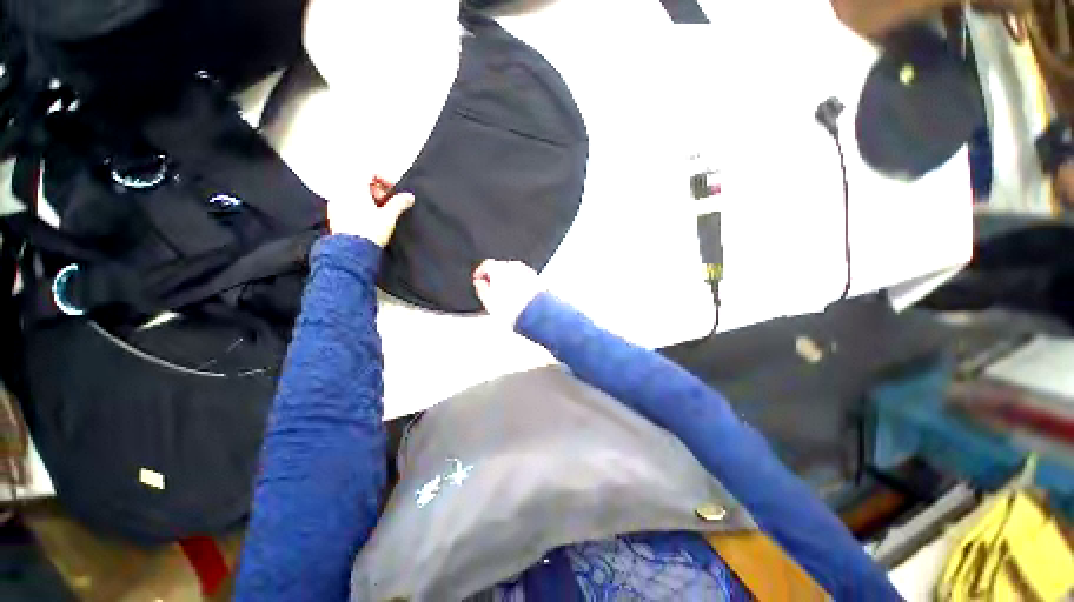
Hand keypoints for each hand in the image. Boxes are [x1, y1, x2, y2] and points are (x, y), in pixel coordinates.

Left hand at [327, 176, 414, 246]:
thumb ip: (399, 203)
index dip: (385, 179)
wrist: (350, 256)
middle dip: (375, 190)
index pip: (370, 171)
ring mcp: (335, 205)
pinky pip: (346, 206)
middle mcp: (342, 192)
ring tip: (376, 213)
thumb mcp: (388, 216)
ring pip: (352, 194)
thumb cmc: (368, 232)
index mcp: (354, 185)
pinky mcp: (332, 219)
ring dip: (365, 199)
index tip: (393, 190)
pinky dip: (356, 208)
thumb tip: (408, 197)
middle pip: (360, 182)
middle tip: (386, 202)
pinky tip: (365, 221)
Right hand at [473, 260, 541, 323]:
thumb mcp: (488, 301)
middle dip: (494, 277)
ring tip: (505, 295)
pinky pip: (523, 277)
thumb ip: (481, 288)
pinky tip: (517, 295)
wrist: (535, 314)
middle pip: (500, 267)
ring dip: (507, 280)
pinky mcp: (536, 277)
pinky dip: (519, 283)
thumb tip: (479, 283)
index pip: (486, 264)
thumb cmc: (513, 309)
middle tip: (491, 289)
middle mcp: (513, 266)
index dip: (480, 273)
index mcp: (499, 268)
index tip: (478, 279)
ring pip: (513, 272)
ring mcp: (526, 271)